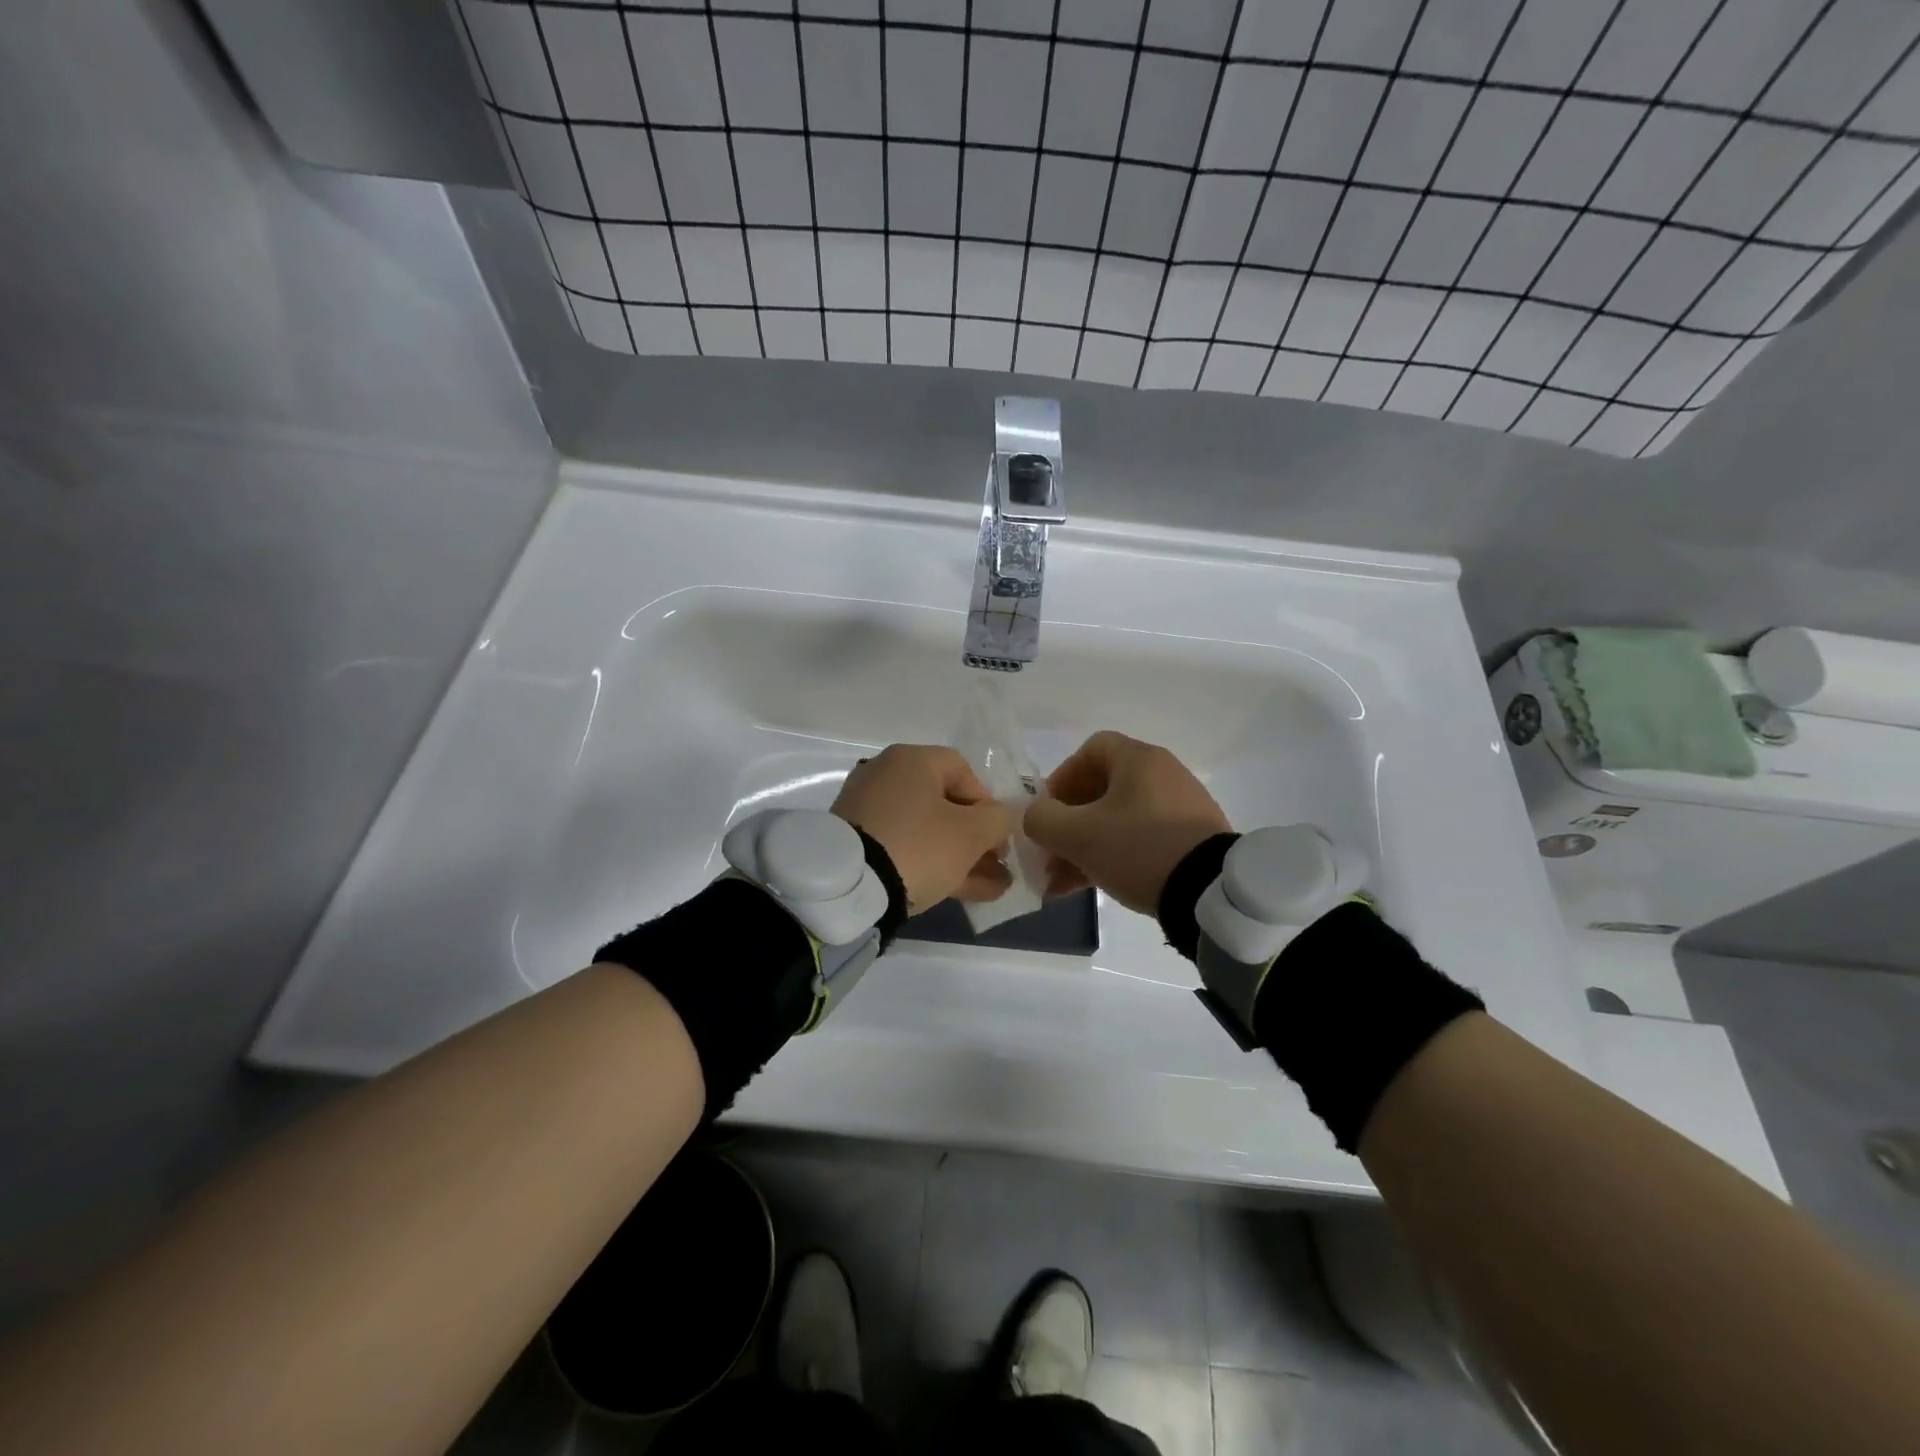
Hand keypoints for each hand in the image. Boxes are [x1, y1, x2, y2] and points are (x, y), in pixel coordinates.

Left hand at [832, 745, 1014, 913]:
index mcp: (911, 760)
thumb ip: (997, 820)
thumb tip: (999, 819)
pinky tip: (959, 892)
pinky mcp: (855, 842)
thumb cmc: (918, 846)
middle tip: (997, 866)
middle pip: (943, 804)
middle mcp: (885, 775)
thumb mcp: (971, 834)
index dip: (988, 803)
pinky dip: (930, 864)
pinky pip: (903, 847)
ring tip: (990, 889)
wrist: (847, 887)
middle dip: (976, 838)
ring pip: (925, 831)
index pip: (963, 770)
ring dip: (959, 857)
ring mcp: (866, 810)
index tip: (998, 837)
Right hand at [1023, 731, 1231, 915]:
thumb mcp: (1078, 835)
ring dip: (1085, 847)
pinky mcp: (1192, 840)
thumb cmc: (1139, 849)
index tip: (1047, 811)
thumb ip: (1042, 820)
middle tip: (1050, 855)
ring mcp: (1181, 808)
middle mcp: (1163, 774)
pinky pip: (1141, 840)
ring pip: (1118, 821)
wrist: (1212, 893)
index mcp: (1139, 760)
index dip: (1061, 778)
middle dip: (1068, 824)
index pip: (1091, 750)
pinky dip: (1113, 857)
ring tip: (1061, 883)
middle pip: (1102, 790)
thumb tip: (1034, 815)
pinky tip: (1092, 888)